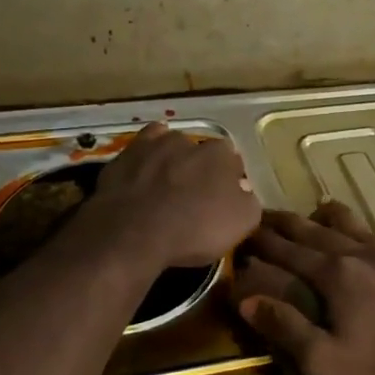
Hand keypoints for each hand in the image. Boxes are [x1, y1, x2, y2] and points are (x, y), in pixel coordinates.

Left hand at [82, 122, 260, 268]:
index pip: (233, 160)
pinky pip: (142, 149)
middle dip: (200, 169)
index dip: (230, 179)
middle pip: (201, 152)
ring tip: (166, 187)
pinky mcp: (125, 155)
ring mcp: (154, 144)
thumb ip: (249, 200)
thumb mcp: (241, 224)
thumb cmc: (193, 230)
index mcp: (221, 155)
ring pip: (170, 147)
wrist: (132, 234)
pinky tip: (144, 173)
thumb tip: (243, 189)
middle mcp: (189, 141)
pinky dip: (146, 158)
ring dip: (172, 162)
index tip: (224, 198)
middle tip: (195, 196)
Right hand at [234, 202, 374, 374]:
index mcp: (336, 274)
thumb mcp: (325, 363)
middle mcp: (363, 253)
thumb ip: (285, 328)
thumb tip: (246, 300)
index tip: (243, 230)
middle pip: (316, 230)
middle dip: (287, 223)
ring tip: (315, 214)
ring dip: (326, 219)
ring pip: (354, 225)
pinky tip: (366, 244)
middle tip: (265, 215)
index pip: (288, 250)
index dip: (262, 241)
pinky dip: (362, 234)